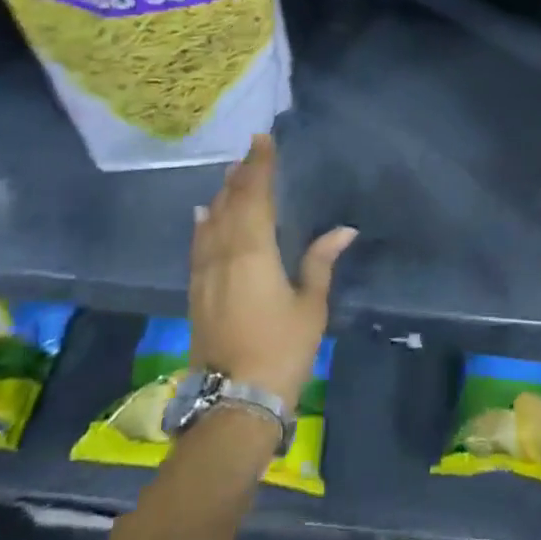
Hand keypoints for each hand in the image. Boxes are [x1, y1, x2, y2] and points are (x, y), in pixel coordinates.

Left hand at [190, 135, 355, 406]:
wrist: (234, 400)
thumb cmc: (282, 349)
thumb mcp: (310, 305)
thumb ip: (320, 262)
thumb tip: (344, 230)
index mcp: (254, 252)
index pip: (255, 197)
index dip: (259, 166)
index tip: (263, 139)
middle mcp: (224, 254)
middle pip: (230, 204)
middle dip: (241, 175)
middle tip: (251, 150)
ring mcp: (205, 274)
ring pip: (211, 222)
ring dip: (222, 195)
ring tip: (231, 173)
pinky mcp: (196, 292)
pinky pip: (198, 245)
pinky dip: (203, 224)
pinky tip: (204, 215)